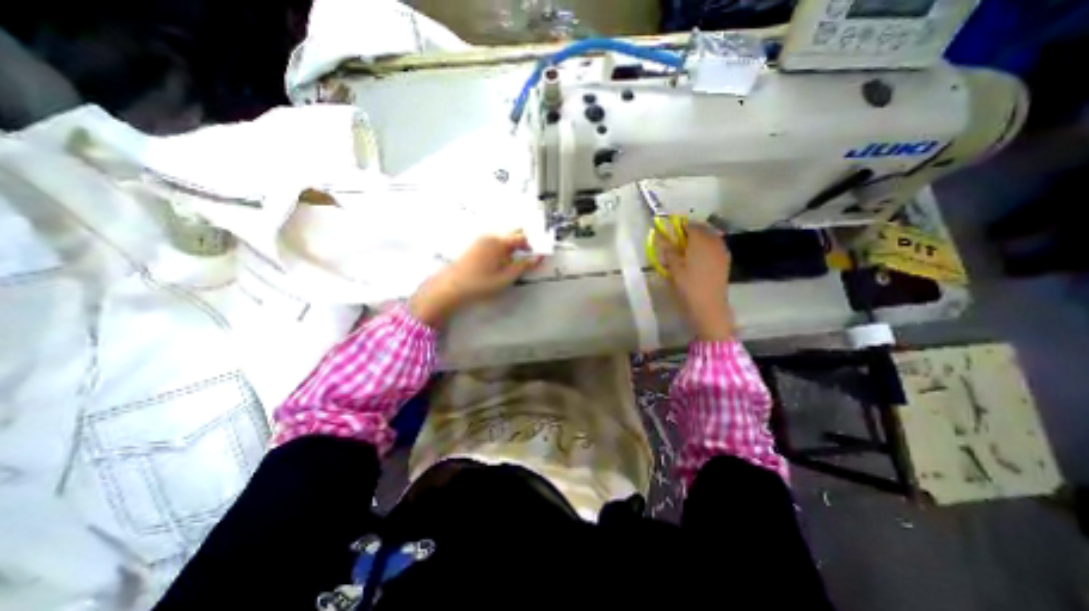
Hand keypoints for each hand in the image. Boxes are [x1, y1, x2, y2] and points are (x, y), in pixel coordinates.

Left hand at [406, 232, 542, 326]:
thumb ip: (524, 266)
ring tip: (520, 260)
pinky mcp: (477, 246)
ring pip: (505, 237)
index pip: (524, 238)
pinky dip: (505, 248)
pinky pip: (496, 241)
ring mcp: (482, 240)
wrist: (451, 286)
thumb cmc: (480, 283)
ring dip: (515, 245)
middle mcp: (491, 236)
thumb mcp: (506, 277)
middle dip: (526, 242)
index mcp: (500, 242)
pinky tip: (505, 260)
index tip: (542, 253)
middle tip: (533, 255)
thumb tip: (539, 257)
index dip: (535, 245)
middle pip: (514, 233)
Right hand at [659, 223, 735, 340]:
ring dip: (699, 239)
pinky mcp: (725, 261)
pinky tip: (698, 258)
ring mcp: (722, 251)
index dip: (680, 226)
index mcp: (700, 240)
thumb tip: (663, 239)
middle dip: (690, 231)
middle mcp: (714, 242)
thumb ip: (669, 251)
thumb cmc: (688, 285)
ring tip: (687, 249)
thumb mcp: (674, 268)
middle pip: (703, 229)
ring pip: (710, 237)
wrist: (709, 305)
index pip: (690, 225)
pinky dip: (706, 247)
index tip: (671, 232)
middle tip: (678, 240)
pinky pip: (715, 247)